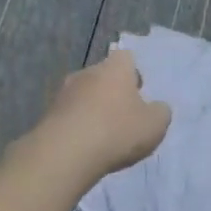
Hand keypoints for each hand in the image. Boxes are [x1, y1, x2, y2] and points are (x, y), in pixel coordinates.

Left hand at [16, 49, 171, 186]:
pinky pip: (70, 114)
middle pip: (103, 75)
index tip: (138, 92)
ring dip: (93, 108)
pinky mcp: (49, 113)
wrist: (65, 153)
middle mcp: (87, 72)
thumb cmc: (116, 131)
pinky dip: (78, 124)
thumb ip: (160, 112)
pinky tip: (84, 145)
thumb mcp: (154, 125)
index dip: (133, 72)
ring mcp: (64, 92)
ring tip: (102, 134)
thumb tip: (157, 107)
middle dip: (112, 91)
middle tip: (123, 116)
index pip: (126, 57)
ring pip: (84, 94)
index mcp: (115, 68)